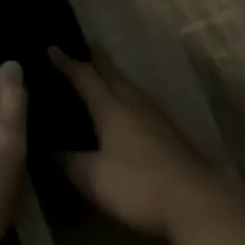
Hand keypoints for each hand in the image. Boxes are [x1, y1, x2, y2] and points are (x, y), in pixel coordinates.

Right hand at [52, 49, 219, 238]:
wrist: (194, 199)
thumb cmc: (137, 184)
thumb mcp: (93, 178)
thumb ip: (69, 162)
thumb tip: (50, 150)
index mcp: (112, 107)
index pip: (85, 77)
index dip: (67, 63)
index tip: (52, 47)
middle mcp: (134, 102)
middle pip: (112, 73)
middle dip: (97, 58)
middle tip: (84, 45)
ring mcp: (155, 115)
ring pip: (128, 86)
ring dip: (112, 77)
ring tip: (100, 76)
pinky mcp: (168, 131)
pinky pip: (138, 102)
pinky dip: (124, 96)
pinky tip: (124, 110)